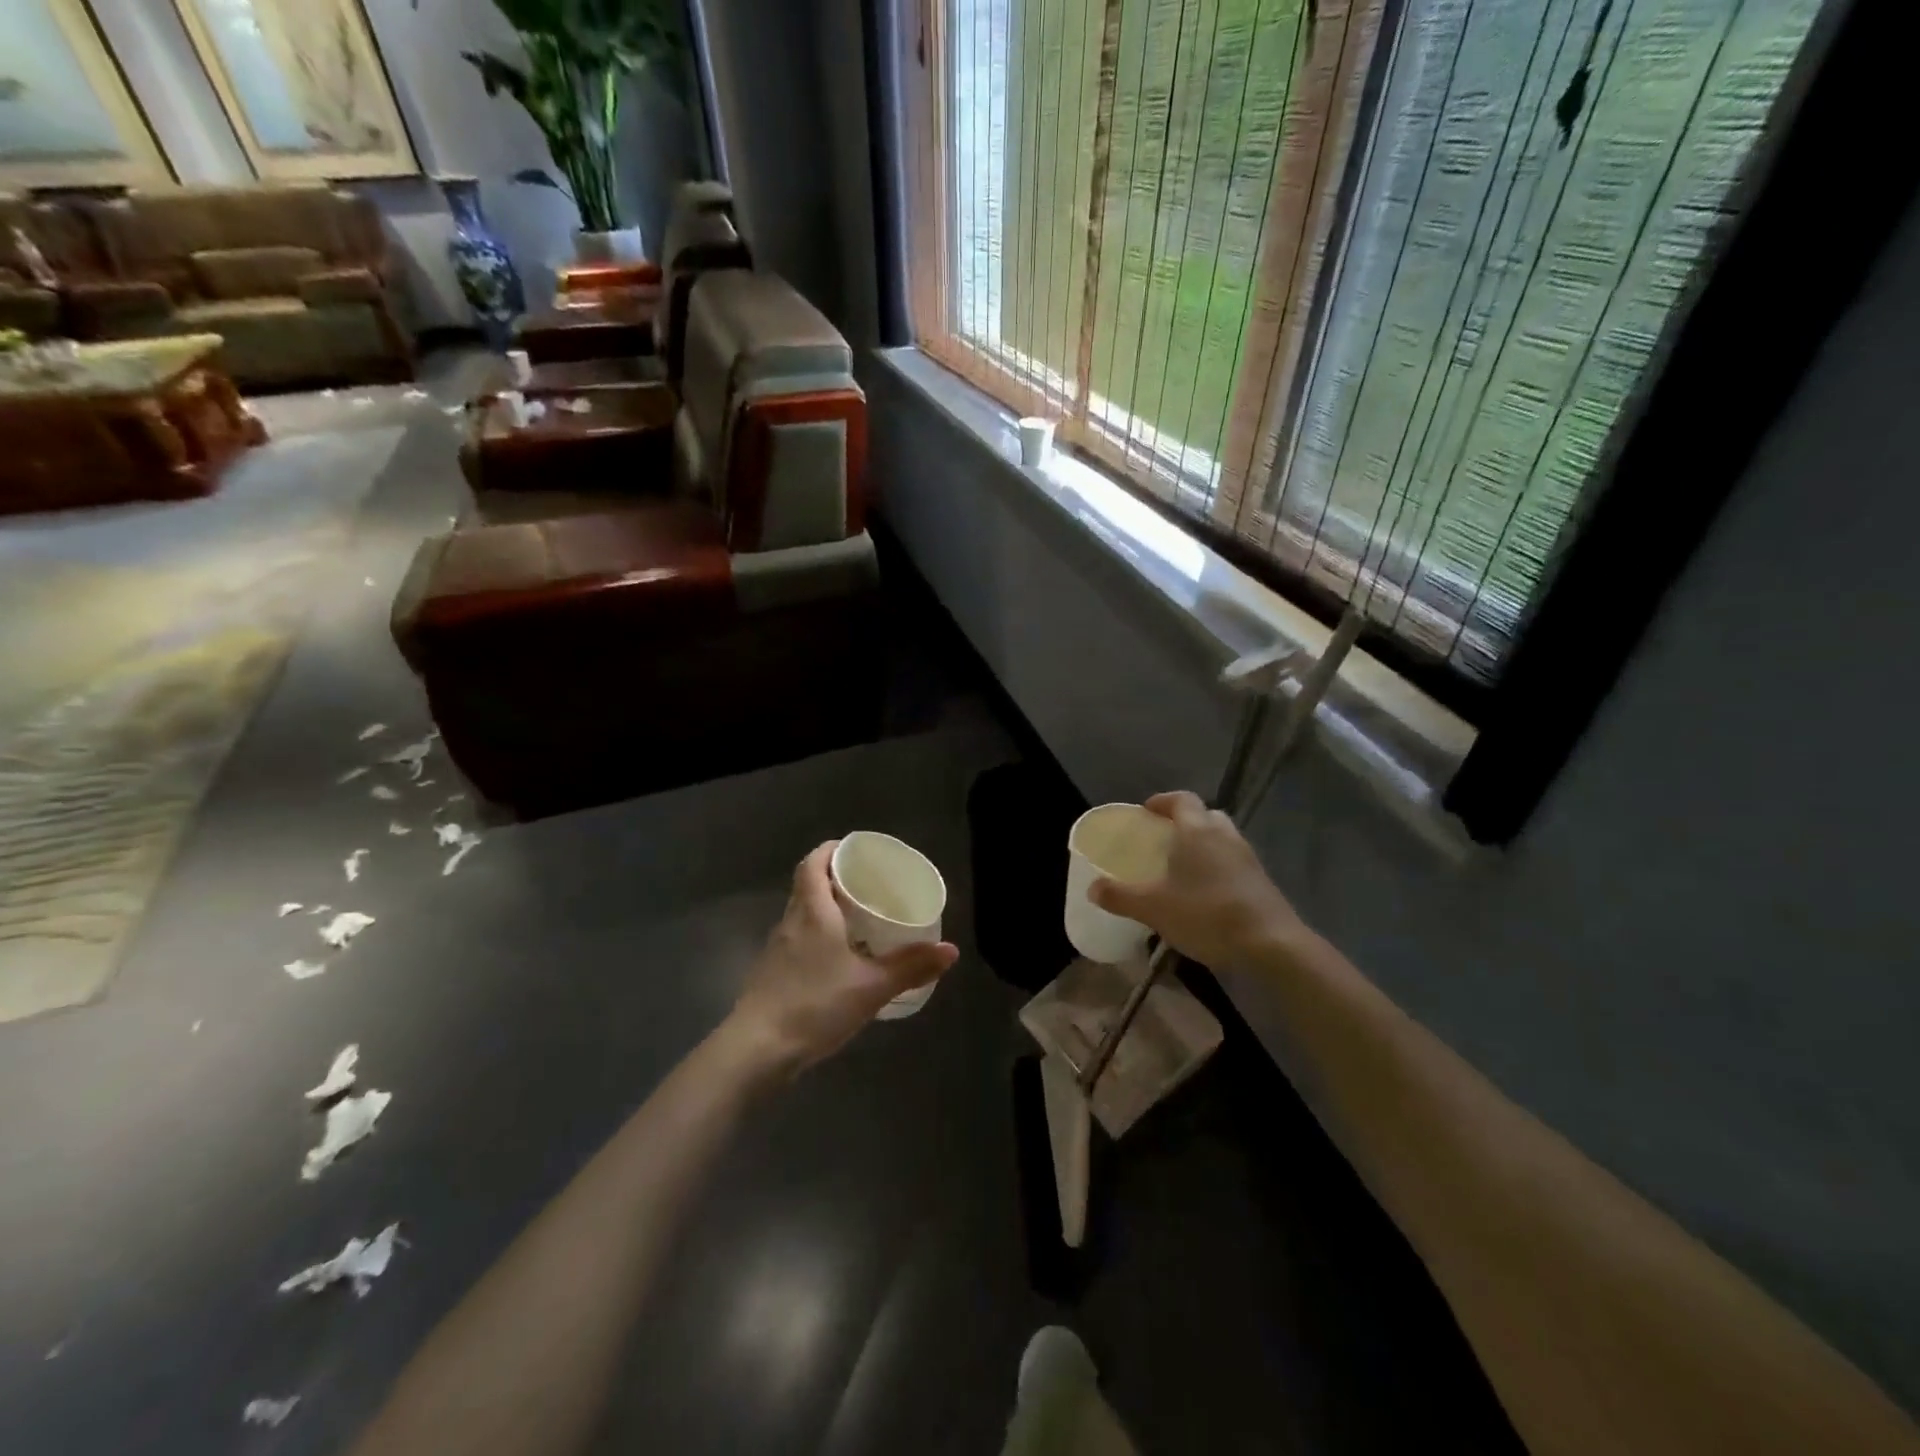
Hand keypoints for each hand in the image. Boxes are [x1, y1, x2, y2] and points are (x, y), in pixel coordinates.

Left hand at [727, 842, 958, 1076]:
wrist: (757, 1050)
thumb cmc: (815, 1005)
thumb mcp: (872, 986)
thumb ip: (911, 966)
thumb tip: (951, 950)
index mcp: (812, 912)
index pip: (813, 863)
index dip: (831, 850)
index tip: (855, 852)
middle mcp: (791, 922)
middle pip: (808, 885)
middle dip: (835, 879)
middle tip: (868, 885)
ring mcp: (777, 949)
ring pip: (802, 914)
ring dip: (826, 909)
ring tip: (859, 920)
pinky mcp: (771, 974)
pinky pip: (798, 940)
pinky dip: (818, 937)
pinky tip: (838, 960)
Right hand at [1089, 792, 1307, 971]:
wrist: (1271, 945)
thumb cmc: (1207, 914)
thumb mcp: (1153, 908)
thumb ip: (1120, 896)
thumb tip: (1093, 888)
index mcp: (1197, 830)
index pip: (1181, 799)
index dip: (1163, 801)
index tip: (1147, 811)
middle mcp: (1225, 836)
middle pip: (1205, 816)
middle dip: (1185, 822)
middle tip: (1165, 839)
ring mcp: (1248, 858)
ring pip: (1223, 839)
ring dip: (1204, 846)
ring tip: (1183, 868)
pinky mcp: (1262, 881)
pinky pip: (1234, 863)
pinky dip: (1219, 868)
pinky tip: (1206, 894)